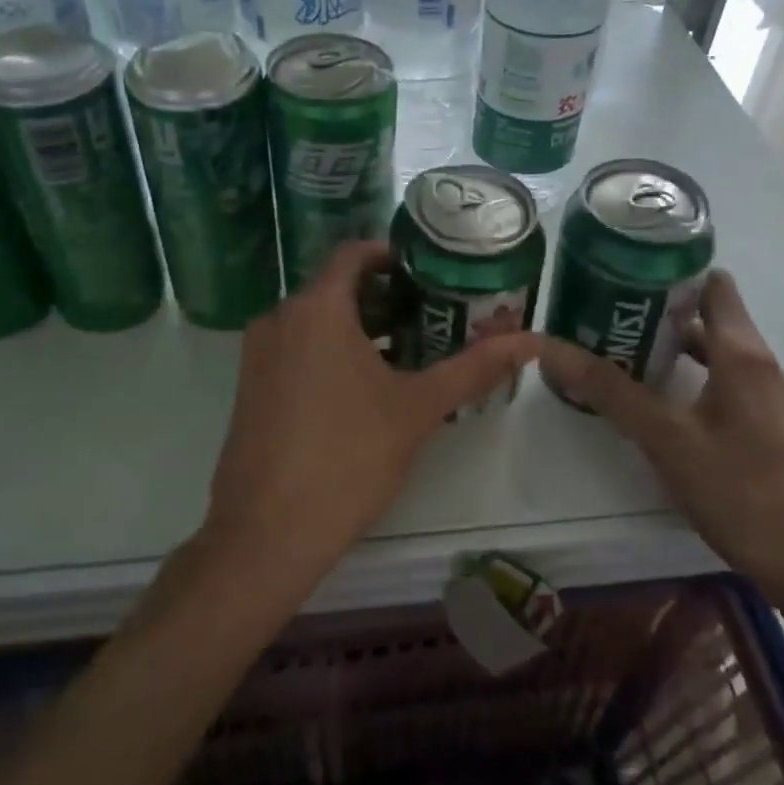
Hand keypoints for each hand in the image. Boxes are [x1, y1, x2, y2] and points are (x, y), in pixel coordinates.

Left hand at [201, 241, 540, 586]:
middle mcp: (280, 319)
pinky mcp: (251, 386)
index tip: (430, 273)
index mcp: (317, 308)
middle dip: (386, 297)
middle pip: (337, 287)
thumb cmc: (349, 456)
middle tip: (432, 316)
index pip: (354, 253)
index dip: (394, 256)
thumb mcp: (419, 408)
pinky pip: (297, 348)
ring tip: (409, 352)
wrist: (268, 531)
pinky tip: (367, 388)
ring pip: (316, 321)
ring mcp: (259, 354)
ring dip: (360, 327)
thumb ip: (474, 367)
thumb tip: (532, 341)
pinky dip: (331, 351)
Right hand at [538, 269, 783, 606]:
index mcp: (746, 356)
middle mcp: (773, 368)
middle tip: (617, 332)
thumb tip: (553, 349)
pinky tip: (686, 422)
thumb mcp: (667, 442)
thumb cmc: (743, 494)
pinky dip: (712, 390)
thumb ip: (611, 392)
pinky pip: (746, 393)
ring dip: (689, 361)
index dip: (675, 277)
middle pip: (718, 324)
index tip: (629, 284)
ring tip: (642, 374)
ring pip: (731, 362)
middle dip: (667, 324)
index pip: (715, 285)